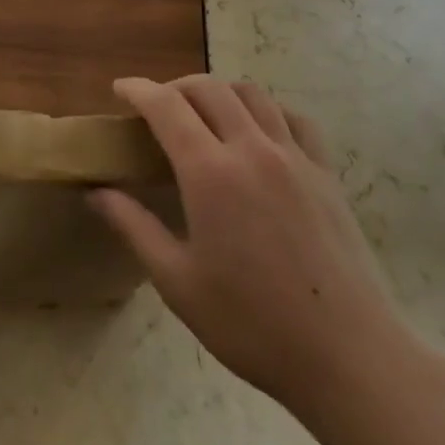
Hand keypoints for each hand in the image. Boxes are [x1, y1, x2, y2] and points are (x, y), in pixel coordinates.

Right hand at [88, 75, 418, 424]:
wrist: (348, 357)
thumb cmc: (252, 324)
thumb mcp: (178, 282)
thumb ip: (134, 227)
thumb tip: (96, 193)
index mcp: (210, 173)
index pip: (166, 106)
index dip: (138, 90)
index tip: (120, 89)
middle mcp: (252, 149)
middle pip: (208, 88)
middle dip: (174, 87)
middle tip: (156, 108)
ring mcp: (295, 157)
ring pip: (251, 93)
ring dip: (219, 92)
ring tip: (204, 114)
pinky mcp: (326, 172)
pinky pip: (293, 118)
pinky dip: (267, 110)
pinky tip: (259, 132)